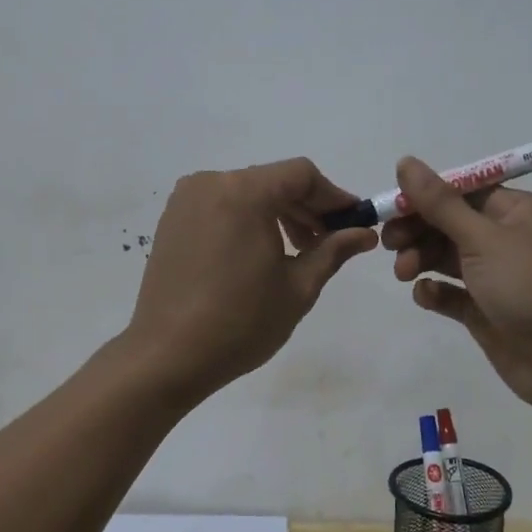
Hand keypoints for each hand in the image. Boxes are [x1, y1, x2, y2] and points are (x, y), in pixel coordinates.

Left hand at [127, 158, 378, 404]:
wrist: (166, 357)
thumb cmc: (240, 322)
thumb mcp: (298, 287)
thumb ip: (333, 250)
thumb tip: (365, 234)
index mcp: (244, 192)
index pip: (301, 174)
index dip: (333, 195)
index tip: (353, 222)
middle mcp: (212, 183)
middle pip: (273, 180)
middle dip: (306, 206)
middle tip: (329, 241)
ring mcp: (187, 200)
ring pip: (247, 192)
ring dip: (277, 213)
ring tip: (296, 250)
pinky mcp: (172, 219)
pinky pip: (222, 205)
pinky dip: (247, 218)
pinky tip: (258, 252)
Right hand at [384, 156, 531, 414]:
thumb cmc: (530, 285)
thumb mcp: (482, 238)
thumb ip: (440, 203)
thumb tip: (405, 161)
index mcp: (516, 210)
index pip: (462, 191)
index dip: (425, 196)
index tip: (392, 206)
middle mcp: (507, 237)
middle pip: (450, 222)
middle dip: (418, 229)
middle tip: (388, 243)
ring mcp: (497, 276)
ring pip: (446, 256)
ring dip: (420, 258)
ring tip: (403, 272)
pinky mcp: (486, 310)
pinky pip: (452, 292)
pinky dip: (434, 290)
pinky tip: (426, 296)